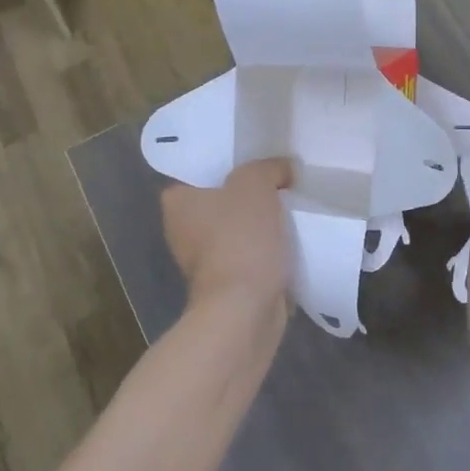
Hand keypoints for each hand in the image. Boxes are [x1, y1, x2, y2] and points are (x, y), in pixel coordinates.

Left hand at [163, 158, 293, 322]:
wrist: (245, 309)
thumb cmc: (240, 239)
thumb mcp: (255, 184)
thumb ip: (269, 167)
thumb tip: (284, 169)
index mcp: (177, 202)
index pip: (199, 172)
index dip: (228, 164)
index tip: (255, 161)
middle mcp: (182, 230)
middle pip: (222, 200)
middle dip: (248, 194)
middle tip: (281, 180)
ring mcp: (203, 261)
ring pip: (237, 229)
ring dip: (260, 224)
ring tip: (292, 207)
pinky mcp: (226, 283)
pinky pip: (249, 254)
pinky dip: (266, 249)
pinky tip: (291, 239)